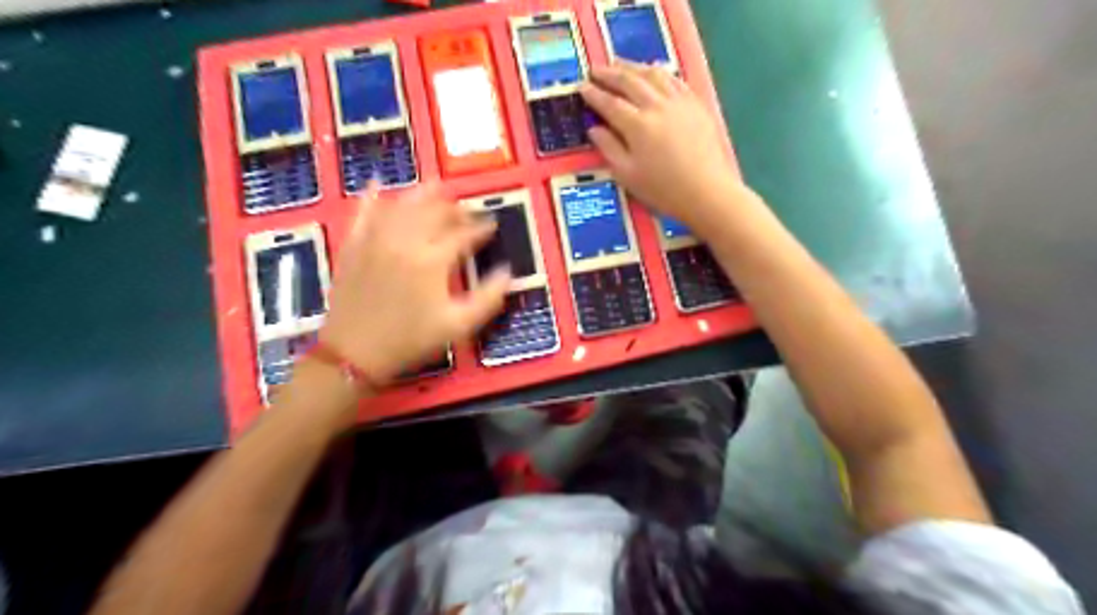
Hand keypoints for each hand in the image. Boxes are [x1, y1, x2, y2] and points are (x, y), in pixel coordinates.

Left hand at [320, 183, 511, 383]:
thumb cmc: (410, 341)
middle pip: (434, 213)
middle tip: (466, 209)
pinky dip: (372, 198)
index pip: (463, 235)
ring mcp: (375, 240)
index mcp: (432, 260)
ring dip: (421, 194)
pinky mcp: (353, 245)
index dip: (481, 228)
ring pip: (402, 205)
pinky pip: (363, 213)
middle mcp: (405, 241)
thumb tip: (508, 273)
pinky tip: (376, 185)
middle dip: (454, 208)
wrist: (353, 354)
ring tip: (436, 187)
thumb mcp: (458, 325)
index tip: (493, 224)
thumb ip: (487, 297)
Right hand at [582, 62, 746, 232]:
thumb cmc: (663, 189)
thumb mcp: (627, 175)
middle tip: (595, 70)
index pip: (609, 103)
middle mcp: (656, 105)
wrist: (707, 191)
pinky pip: (674, 79)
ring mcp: (679, 101)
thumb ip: (609, 148)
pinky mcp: (695, 104)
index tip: (582, 87)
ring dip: (632, 67)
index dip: (593, 94)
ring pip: (652, 74)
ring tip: (619, 65)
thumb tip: (594, 129)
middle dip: (609, 73)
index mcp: (637, 125)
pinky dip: (658, 72)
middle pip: (629, 81)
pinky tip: (653, 72)